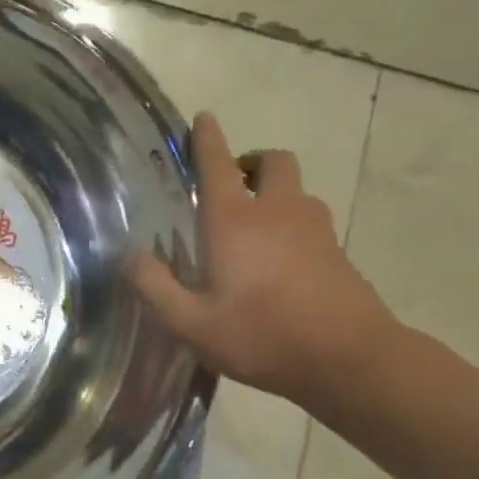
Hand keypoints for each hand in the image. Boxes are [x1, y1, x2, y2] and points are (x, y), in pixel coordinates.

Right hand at [128, 112, 397, 408]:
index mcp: (234, 221)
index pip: (218, 163)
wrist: (351, 360)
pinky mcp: (337, 251)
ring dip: (275, 192)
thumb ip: (154, 286)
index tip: (204, 118)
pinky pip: (311, 220)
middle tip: (232, 184)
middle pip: (273, 162)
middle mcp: (277, 212)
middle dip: (252, 162)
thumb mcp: (191, 323)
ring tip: (253, 226)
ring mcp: (314, 229)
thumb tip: (127, 255)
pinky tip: (279, 261)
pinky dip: (292, 223)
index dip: (208, 138)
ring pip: (296, 190)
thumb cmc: (262, 336)